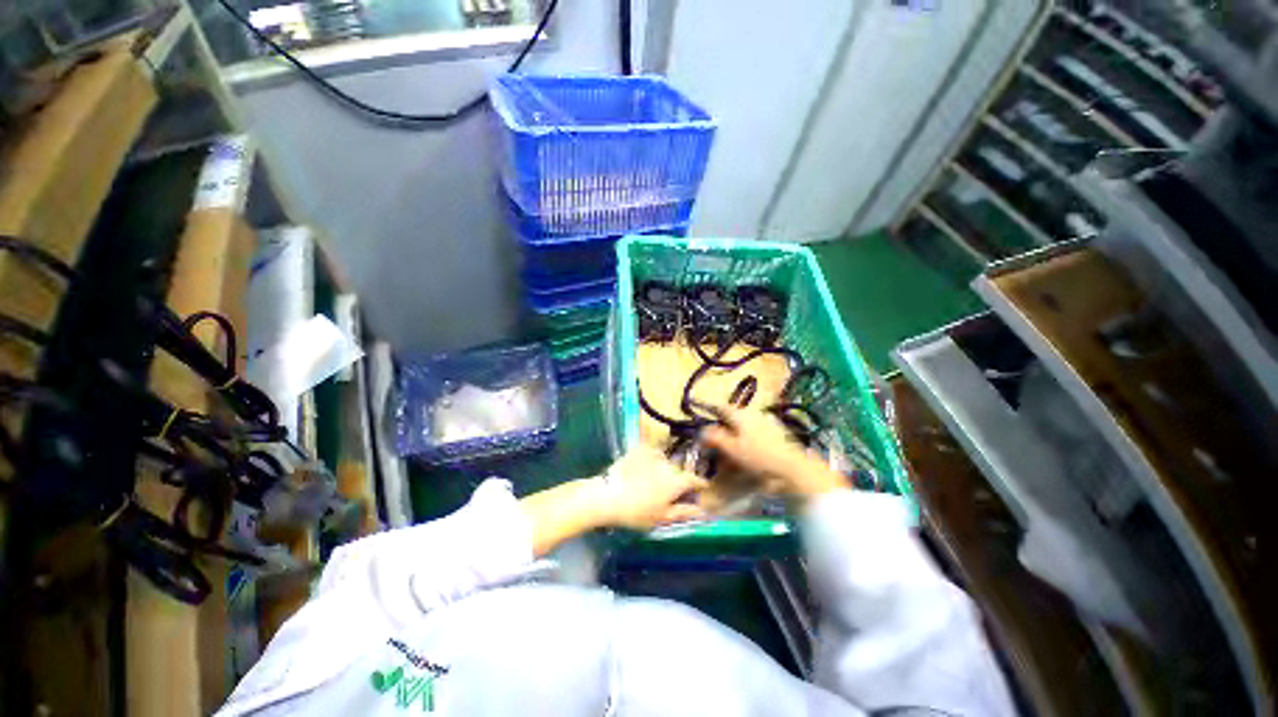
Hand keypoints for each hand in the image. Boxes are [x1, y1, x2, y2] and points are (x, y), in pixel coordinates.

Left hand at [592, 447, 709, 530]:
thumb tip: (702, 511)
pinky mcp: (639, 449)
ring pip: (665, 461)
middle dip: (678, 480)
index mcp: (677, 481)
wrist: (608, 496)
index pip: (696, 480)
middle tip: (669, 492)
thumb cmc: (637, 512)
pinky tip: (641, 470)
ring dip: (664, 469)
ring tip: (651, 482)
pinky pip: (651, 453)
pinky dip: (651, 460)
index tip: (699, 490)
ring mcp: (653, 454)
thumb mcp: (662, 517)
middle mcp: (669, 463)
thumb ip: (684, 512)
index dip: (700, 485)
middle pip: (679, 471)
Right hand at [700, 405, 847, 502]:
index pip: (720, 407)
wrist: (795, 468)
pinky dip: (747, 441)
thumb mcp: (731, 448)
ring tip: (732, 456)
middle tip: (717, 448)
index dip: (709, 415)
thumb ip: (714, 437)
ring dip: (734, 438)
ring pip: (743, 426)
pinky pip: (755, 433)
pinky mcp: (776, 432)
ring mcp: (766, 421)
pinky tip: (749, 456)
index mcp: (740, 413)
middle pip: (731, 418)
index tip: (704, 429)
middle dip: (722, 431)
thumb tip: (702, 431)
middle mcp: (753, 412)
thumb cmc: (759, 457)